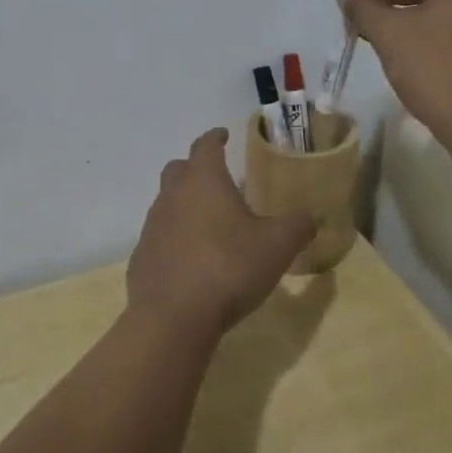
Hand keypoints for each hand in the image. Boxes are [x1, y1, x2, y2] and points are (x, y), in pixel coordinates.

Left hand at [128, 129, 314, 339]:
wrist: (174, 317)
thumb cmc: (229, 267)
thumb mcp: (277, 245)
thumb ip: (297, 225)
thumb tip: (310, 217)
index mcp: (203, 181)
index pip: (205, 145)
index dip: (215, 137)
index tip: (223, 135)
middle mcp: (172, 196)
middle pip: (178, 169)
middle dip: (195, 168)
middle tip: (216, 179)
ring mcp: (152, 227)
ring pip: (166, 203)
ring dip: (184, 205)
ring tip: (208, 223)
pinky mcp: (141, 258)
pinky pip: (159, 238)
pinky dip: (174, 239)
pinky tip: (191, 260)